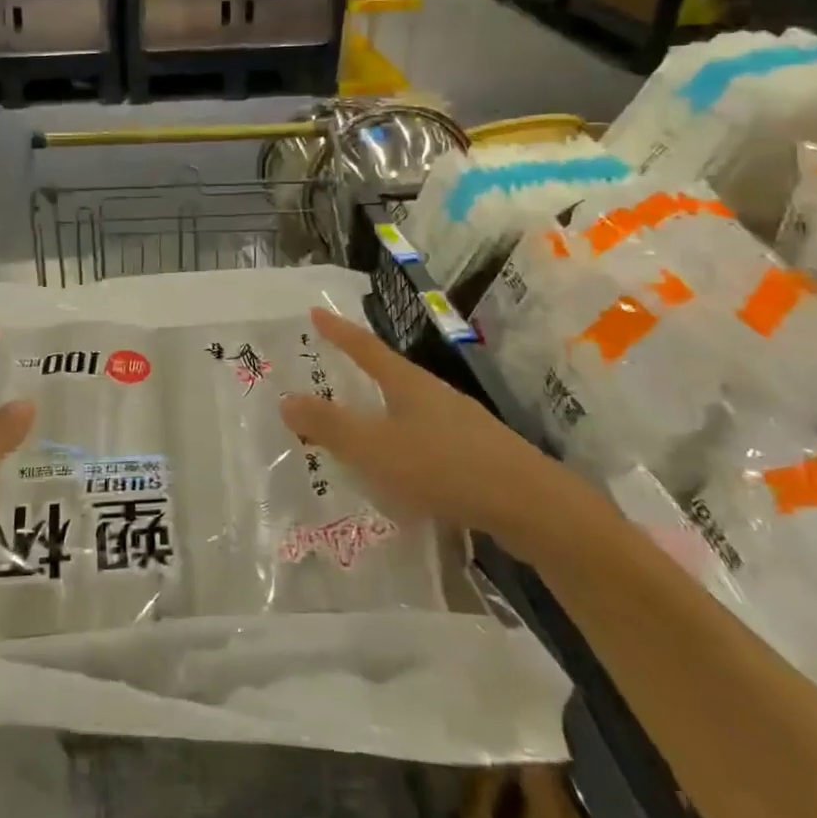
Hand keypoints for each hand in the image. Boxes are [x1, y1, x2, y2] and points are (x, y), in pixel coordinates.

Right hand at [280, 308, 573, 556]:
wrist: (531, 506)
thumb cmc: (444, 467)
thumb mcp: (376, 449)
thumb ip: (330, 427)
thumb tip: (286, 400)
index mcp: (407, 383)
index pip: (364, 347)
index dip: (338, 331)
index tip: (316, 311)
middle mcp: (434, 394)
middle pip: (389, 374)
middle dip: (359, 370)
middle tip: (330, 369)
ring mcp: (459, 423)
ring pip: (409, 408)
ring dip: (381, 411)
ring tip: (358, 426)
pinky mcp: (476, 454)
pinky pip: (426, 438)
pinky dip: (402, 443)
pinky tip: (399, 470)